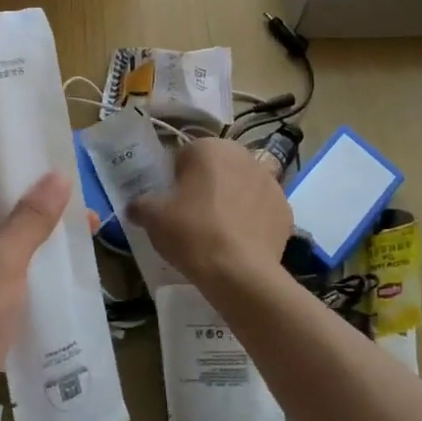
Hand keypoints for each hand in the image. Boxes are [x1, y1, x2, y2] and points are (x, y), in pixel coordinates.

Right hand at [129, 138, 293, 296]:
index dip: (174, 180)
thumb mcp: (153, 217)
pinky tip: (240, 242)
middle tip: (191, 217)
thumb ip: (140, 204)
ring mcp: (269, 182)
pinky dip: (252, 220)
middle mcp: (243, 155)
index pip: (184, 157)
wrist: (240, 273)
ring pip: (241, 187)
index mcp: (209, 148)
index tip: (171, 203)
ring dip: (231, 200)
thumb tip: (135, 206)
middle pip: (216, 168)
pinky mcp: (285, 209)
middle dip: (205, 186)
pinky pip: (261, 209)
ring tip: (218, 232)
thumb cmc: (192, 233)